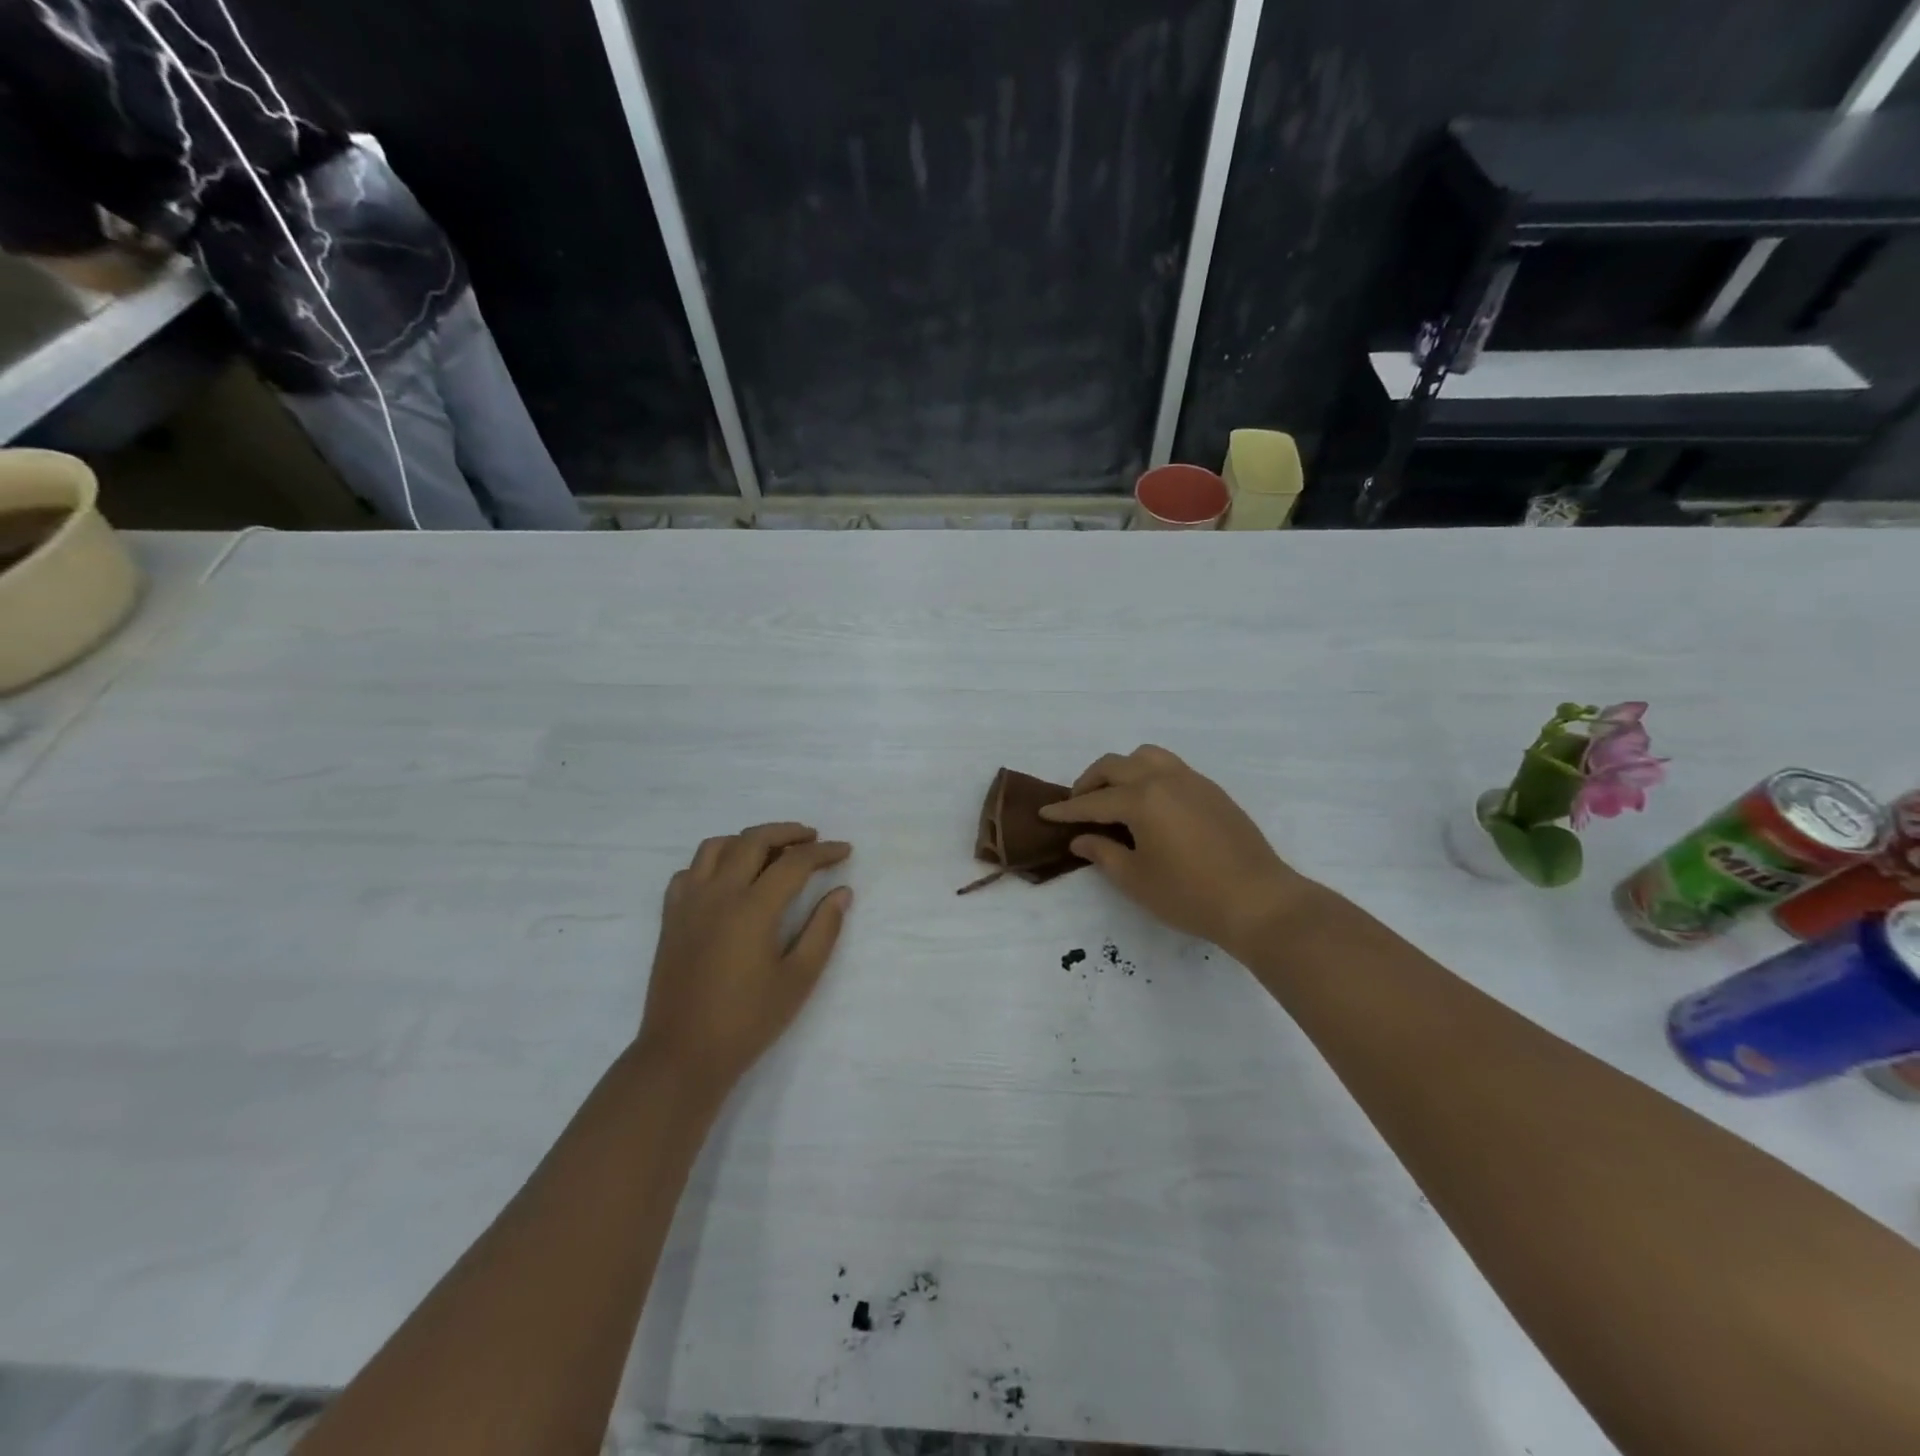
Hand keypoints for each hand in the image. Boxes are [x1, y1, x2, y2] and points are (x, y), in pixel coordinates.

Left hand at [635, 823, 852, 1103]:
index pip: (794, 862)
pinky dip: (713, 862)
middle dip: (787, 832)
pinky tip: (728, 879)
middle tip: (812, 838)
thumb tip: (842, 892)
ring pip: (716, 847)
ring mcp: (689, 903)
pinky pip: (690, 871)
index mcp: (753, 908)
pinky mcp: (671, 918)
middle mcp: (718, 893)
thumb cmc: (748, 1021)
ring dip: (748, 840)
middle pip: (753, 840)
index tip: (844, 850)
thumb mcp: (798, 979)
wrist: (683, 1054)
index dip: (823, 852)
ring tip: (770, 852)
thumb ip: (823, 930)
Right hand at [1041, 746, 1317, 955]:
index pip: (1093, 801)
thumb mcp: (1136, 879)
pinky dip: (1148, 775)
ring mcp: (1192, 781)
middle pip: (1116, 766)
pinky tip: (1150, 805)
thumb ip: (1103, 853)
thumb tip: (1082, 839)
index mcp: (1141, 799)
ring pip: (1146, 756)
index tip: (1045, 813)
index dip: (1066, 809)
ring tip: (1114, 796)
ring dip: (1122, 770)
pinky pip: (1170, 768)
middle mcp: (1164, 779)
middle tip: (1078, 805)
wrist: (1258, 901)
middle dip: (1090, 782)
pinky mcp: (1212, 791)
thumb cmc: (1190, 895)